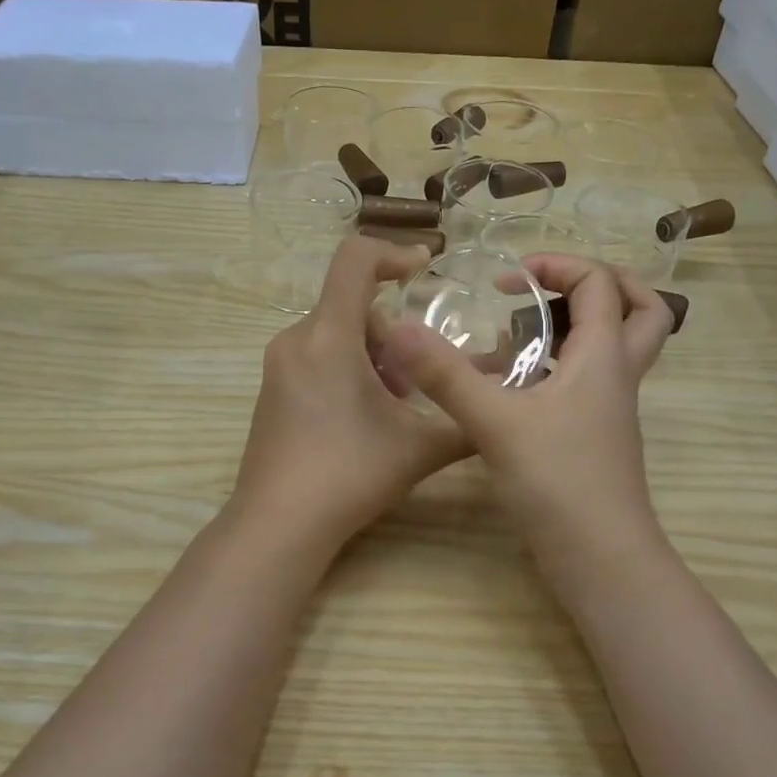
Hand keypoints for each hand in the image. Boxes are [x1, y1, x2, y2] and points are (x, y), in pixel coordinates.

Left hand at [229, 237, 471, 548]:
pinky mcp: (271, 391)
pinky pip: (315, 356)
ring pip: (334, 333)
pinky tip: (362, 418)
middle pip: (350, 304)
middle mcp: (296, 340)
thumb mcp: (419, 448)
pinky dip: (346, 368)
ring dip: (371, 354)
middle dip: (392, 332)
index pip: (354, 260)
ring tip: (393, 404)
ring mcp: (278, 366)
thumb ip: (467, 422)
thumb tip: (505, 405)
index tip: (425, 269)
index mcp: (328, 337)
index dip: (394, 252)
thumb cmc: (349, 475)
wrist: (278, 524)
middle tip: (414, 379)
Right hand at [379, 256, 673, 551]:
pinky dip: (564, 366)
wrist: (600, 558)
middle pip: (643, 311)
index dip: (558, 266)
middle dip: (603, 284)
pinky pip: (592, 382)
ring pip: (619, 349)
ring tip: (530, 329)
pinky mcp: (596, 438)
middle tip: (553, 286)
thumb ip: (446, 375)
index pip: (599, 284)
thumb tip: (399, 329)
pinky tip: (519, 385)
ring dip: (583, 325)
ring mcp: (611, 410)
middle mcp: (616, 376)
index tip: (508, 281)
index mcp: (603, 357)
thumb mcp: (495, 422)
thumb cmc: (558, 482)